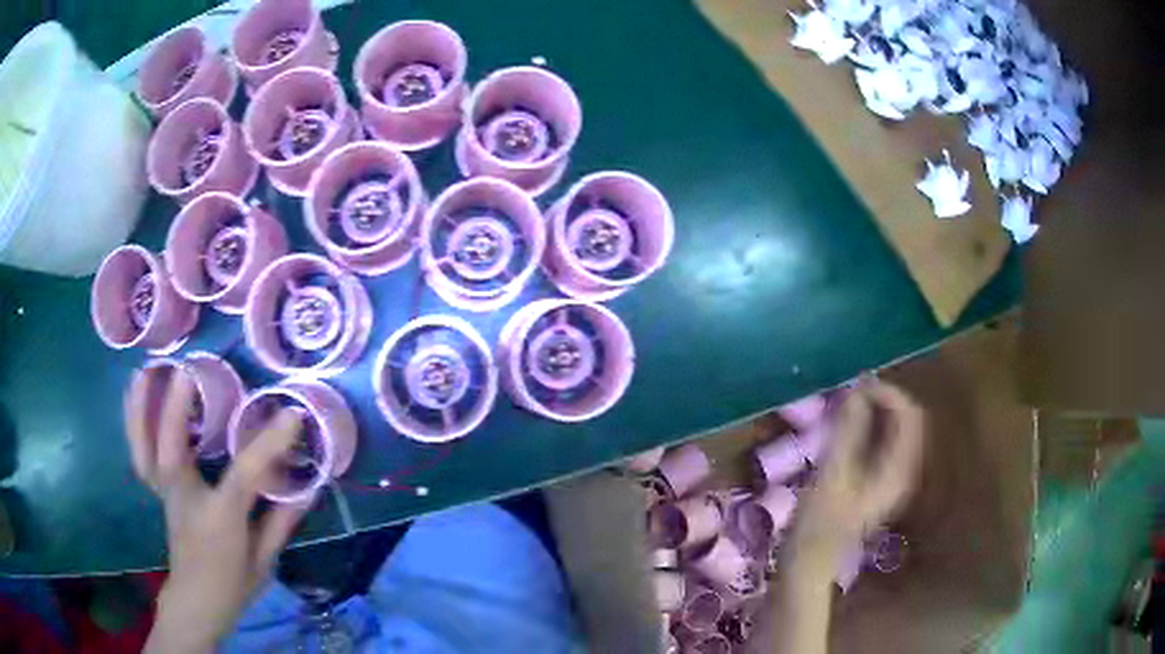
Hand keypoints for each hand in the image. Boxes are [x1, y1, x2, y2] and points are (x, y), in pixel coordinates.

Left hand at [124, 366, 311, 653]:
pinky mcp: (159, 490)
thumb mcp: (265, 562)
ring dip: (141, 409)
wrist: (196, 603)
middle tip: (188, 370)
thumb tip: (308, 487)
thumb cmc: (233, 585)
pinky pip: (140, 452)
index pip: (244, 476)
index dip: (268, 445)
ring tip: (145, 371)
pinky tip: (134, 394)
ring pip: (144, 448)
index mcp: (220, 521)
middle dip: (176, 410)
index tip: (291, 415)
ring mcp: (167, 494)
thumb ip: (280, 522)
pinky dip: (133, 421)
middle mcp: (186, 501)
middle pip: (172, 452)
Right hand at [790, 380, 924, 567]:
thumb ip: (848, 431)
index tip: (856, 384)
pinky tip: (847, 427)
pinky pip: (884, 442)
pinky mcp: (878, 482)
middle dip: (882, 399)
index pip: (909, 415)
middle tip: (850, 391)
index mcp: (899, 468)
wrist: (810, 562)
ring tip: (846, 404)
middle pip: (906, 420)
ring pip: (896, 430)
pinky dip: (870, 427)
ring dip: (876, 411)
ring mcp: (892, 477)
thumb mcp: (832, 473)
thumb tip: (857, 391)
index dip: (888, 392)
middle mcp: (904, 470)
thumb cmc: (819, 522)